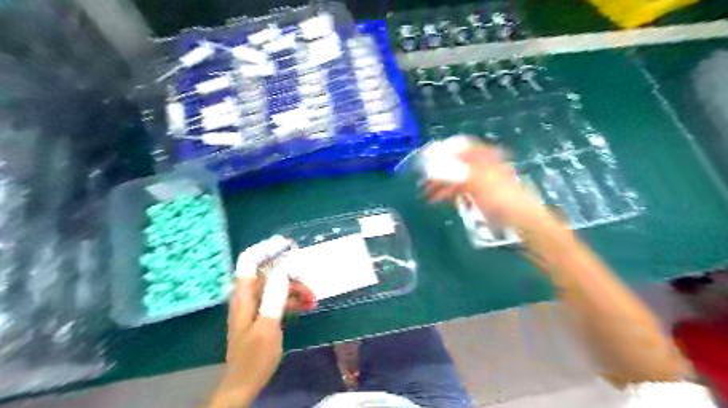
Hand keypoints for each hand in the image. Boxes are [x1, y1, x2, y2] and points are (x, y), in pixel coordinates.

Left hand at [208, 238, 315, 406]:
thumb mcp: (267, 326)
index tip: (287, 244)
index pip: (249, 262)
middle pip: (268, 273)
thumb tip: (283, 269)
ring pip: (277, 287)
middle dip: (290, 274)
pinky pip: (279, 300)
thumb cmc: (254, 356)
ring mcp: (256, 306)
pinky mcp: (264, 315)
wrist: (245, 383)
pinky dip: (293, 300)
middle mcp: (248, 297)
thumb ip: (274, 296)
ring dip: (295, 289)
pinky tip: (307, 306)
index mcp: (244, 296)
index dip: (266, 249)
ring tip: (313, 298)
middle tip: (309, 281)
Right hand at [428, 142, 545, 227]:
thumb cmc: (503, 198)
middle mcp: (481, 165)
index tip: (425, 158)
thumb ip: (455, 173)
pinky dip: (447, 193)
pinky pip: (459, 190)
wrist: (522, 220)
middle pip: (455, 163)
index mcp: (484, 157)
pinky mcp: (479, 194)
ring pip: (455, 178)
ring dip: (440, 184)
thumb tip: (432, 168)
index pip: (460, 146)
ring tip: (426, 195)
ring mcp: (480, 180)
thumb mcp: (479, 183)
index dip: (442, 150)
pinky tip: (438, 200)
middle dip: (437, 171)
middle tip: (421, 181)